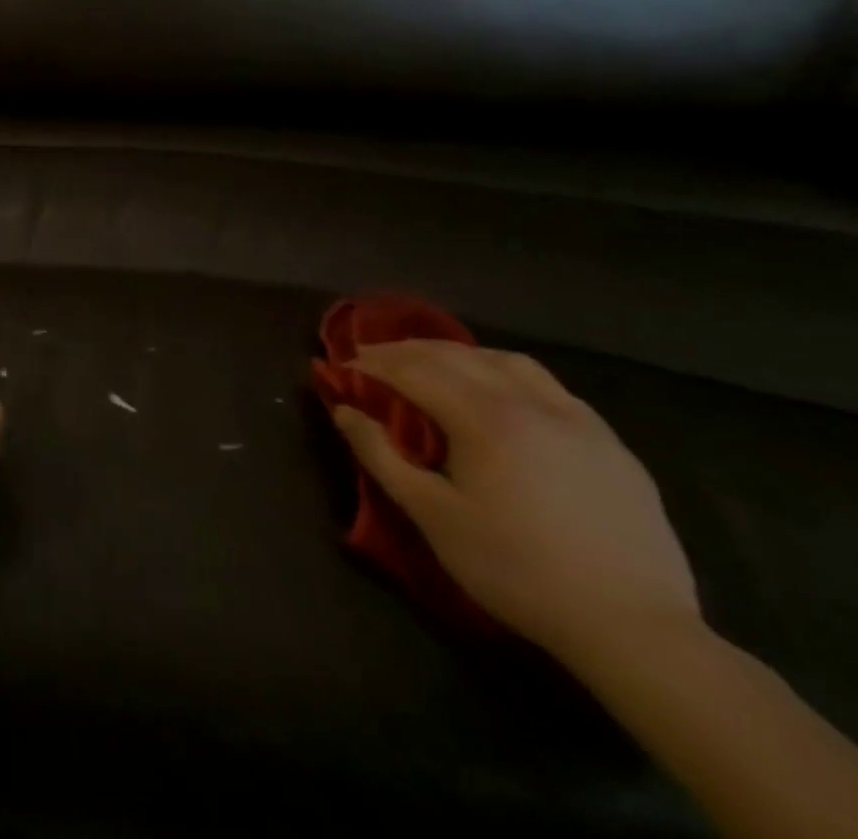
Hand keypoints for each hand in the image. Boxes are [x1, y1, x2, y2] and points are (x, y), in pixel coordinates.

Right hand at [331, 339, 699, 664]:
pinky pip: (550, 388)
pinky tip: (502, 395)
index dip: (373, 364)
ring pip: (508, 362)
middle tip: (373, 356)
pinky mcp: (611, 445)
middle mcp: (530, 404)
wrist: (635, 629)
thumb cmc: (516, 569)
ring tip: (434, 364)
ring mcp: (578, 421)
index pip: (415, 371)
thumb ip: (381, 455)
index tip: (343, 366)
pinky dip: (508, 375)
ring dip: (461, 354)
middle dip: (408, 350)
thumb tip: (344, 411)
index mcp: (484, 419)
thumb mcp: (432, 515)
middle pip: (458, 356)